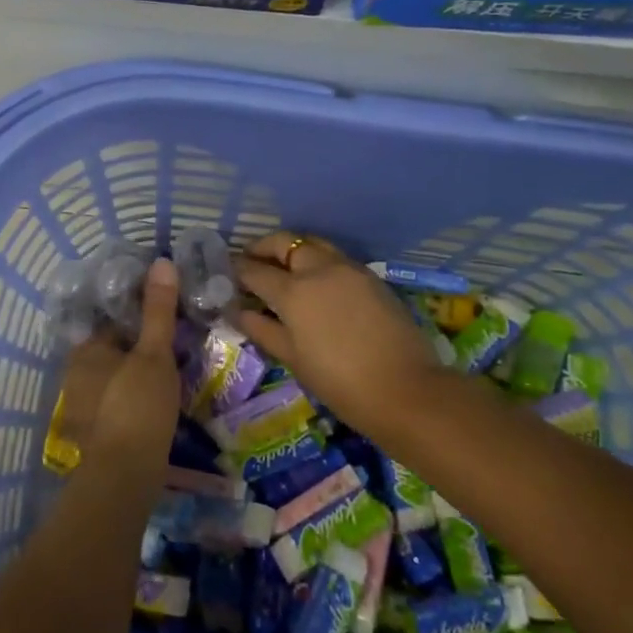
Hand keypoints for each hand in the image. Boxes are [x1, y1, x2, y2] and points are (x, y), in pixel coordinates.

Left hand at [53, 258, 181, 472]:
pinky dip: (133, 400)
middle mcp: (75, 374)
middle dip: (138, 349)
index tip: (166, 320)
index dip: (139, 318)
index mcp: (85, 350)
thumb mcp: (154, 353)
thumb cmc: (138, 405)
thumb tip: (162, 261)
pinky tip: (157, 406)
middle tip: (174, 348)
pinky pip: (116, 403)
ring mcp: (81, 406)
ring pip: (114, 378)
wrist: (125, 475)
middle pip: (112, 350)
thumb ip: (158, 309)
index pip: (112, 322)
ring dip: (136, 376)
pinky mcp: (94, 433)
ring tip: (171, 376)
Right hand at [234, 234, 454, 439]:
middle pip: (285, 242)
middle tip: (251, 261)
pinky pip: (336, 258)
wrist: (406, 391)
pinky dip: (318, 261)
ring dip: (293, 250)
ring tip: (283, 269)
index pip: (254, 270)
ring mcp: (349, 269)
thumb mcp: (293, 358)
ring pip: (313, 244)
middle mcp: (319, 269)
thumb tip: (236, 311)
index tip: (226, 273)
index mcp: (294, 290)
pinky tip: (316, 284)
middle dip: (263, 248)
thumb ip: (261, 329)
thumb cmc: (340, 382)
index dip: (236, 270)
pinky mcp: (371, 277)